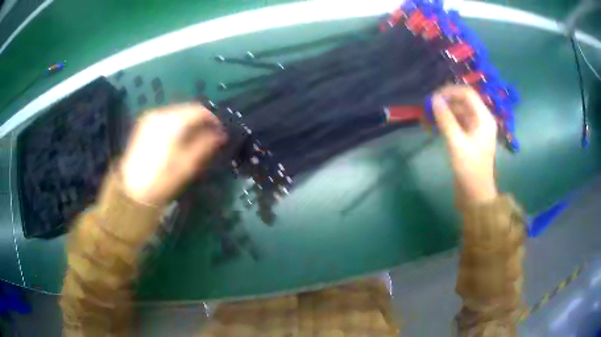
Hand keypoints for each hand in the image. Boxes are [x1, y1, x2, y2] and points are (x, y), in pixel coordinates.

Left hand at [120, 104, 226, 204]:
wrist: (133, 191)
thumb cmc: (162, 179)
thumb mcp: (187, 165)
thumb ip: (205, 145)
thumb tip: (220, 135)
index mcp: (172, 122)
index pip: (198, 111)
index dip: (212, 119)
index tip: (219, 131)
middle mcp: (160, 114)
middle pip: (186, 110)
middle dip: (199, 121)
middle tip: (208, 136)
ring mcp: (149, 118)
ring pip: (175, 113)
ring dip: (187, 123)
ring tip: (194, 139)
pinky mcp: (143, 125)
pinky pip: (165, 119)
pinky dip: (175, 125)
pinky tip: (177, 139)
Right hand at [433, 85, 497, 203]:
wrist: (475, 194)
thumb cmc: (470, 169)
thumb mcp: (457, 143)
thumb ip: (446, 120)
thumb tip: (434, 99)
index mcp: (484, 118)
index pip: (467, 93)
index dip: (450, 91)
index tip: (432, 98)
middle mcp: (481, 119)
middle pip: (462, 101)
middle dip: (444, 102)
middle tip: (426, 109)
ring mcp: (475, 129)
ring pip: (457, 112)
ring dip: (443, 113)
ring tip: (426, 119)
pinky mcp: (468, 138)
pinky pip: (456, 123)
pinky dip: (445, 123)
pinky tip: (432, 127)